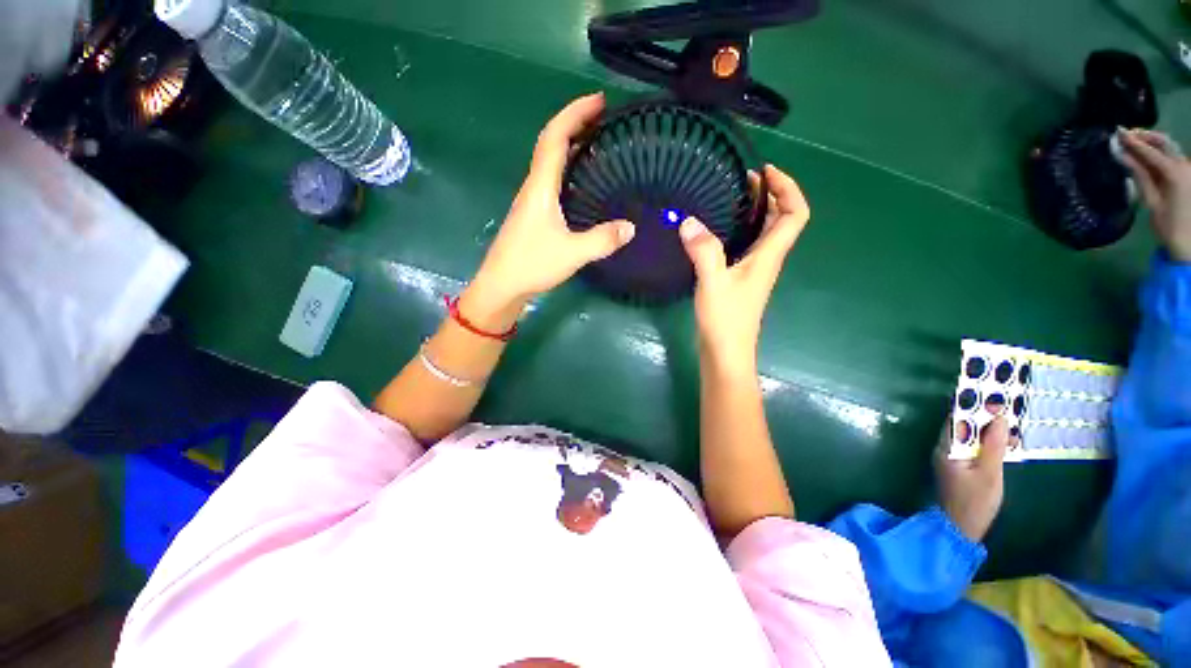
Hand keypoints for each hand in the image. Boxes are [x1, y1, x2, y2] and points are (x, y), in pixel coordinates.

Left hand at [463, 93, 635, 325]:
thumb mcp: (573, 253)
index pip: (555, 137)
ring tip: (596, 142)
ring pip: (550, 162)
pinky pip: (551, 180)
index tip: (600, 101)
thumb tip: (631, 227)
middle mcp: (533, 187)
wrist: (501, 285)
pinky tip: (581, 181)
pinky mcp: (533, 215)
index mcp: (541, 187)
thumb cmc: (532, 264)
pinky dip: (567, 169)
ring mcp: (531, 201)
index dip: (575, 113)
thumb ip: (602, 240)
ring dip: (570, 145)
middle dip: (575, 123)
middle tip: (604, 118)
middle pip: (551, 143)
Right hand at [680, 165, 810, 371]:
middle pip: (782, 220)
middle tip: (743, 181)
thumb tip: (688, 221)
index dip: (788, 188)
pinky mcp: (741, 279)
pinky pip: (747, 245)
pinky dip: (739, 230)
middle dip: (770, 194)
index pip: (795, 214)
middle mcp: (766, 260)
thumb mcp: (713, 282)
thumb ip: (703, 251)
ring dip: (755, 211)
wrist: (726, 353)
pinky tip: (716, 231)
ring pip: (764, 232)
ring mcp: (754, 271)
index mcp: (768, 256)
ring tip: (730, 198)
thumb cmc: (725, 320)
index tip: (765, 172)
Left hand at [937, 415, 1008, 542]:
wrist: (960, 528)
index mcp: (946, 447)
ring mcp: (950, 457)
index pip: (957, 419)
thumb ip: (994, 445)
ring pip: (969, 436)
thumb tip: (999, 417)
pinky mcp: (958, 466)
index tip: (993, 395)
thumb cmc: (975, 502)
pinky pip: (972, 447)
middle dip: (982, 415)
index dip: (974, 407)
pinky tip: (1005, 442)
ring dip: (987, 429)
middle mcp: (944, 448)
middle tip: (1006, 406)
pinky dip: (987, 442)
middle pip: (962, 425)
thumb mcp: (989, 473)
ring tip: (1010, 422)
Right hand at [1119, 129, 1190, 261]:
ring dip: (1152, 143)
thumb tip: (1123, 155)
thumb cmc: (1169, 226)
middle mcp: (1184, 165)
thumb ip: (1140, 176)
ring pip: (1169, 148)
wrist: (1190, 243)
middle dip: (1145, 137)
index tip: (1118, 133)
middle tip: (1126, 134)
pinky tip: (1148, 155)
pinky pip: (1172, 157)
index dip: (1133, 141)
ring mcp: (1188, 169)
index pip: (1150, 151)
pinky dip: (1159, 152)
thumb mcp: (1152, 202)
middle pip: (1164, 143)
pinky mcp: (1188, 174)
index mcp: (1174, 172)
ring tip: (1135, 142)